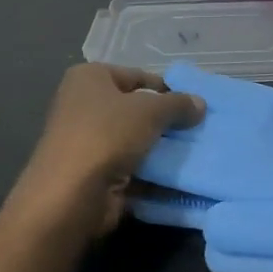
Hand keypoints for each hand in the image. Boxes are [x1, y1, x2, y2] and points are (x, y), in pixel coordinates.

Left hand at [7, 65, 205, 236]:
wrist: (72, 195)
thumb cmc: (107, 135)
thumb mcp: (150, 111)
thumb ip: (178, 104)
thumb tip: (200, 103)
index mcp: (89, 78)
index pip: (136, 76)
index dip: (166, 88)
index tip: (194, 104)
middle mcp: (83, 106)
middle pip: (135, 110)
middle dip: (165, 121)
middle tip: (199, 128)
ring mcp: (87, 143)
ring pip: (135, 141)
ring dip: (162, 149)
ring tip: (197, 152)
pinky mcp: (95, 175)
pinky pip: (132, 169)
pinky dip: (153, 174)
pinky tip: (182, 177)